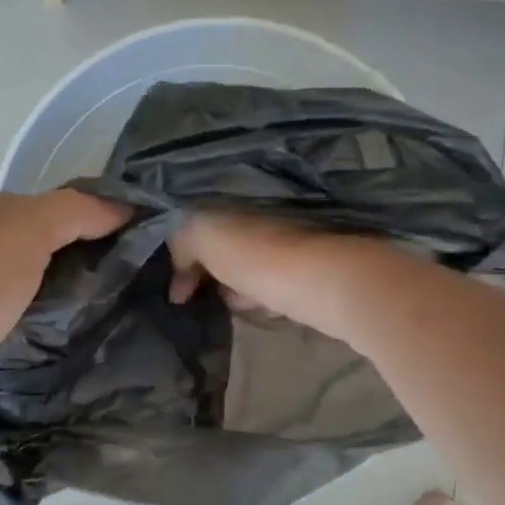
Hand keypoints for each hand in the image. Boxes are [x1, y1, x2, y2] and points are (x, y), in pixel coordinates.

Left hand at [0, 189, 129, 428]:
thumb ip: (74, 212)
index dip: (105, 223)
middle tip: (141, 294)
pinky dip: (42, 337)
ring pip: (34, 295)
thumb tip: (122, 206)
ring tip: (117, 327)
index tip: (150, 249)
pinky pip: (18, 332)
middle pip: (49, 253)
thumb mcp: (25, 231)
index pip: (63, 211)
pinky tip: (72, 353)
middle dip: (90, 269)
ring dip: (66, 307)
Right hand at [167, 212, 391, 345]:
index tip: (175, 287)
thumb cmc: (258, 256)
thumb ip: (181, 241)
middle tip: (200, 297)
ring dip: (238, 288)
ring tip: (238, 304)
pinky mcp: (311, 269)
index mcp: (239, 195)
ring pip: (249, 266)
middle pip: (223, 244)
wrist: (329, 283)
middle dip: (209, 272)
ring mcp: (292, 240)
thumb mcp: (203, 235)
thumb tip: (179, 279)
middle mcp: (266, 211)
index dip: (181, 251)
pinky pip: (274, 284)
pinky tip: (266, 310)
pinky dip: (265, 298)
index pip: (199, 217)